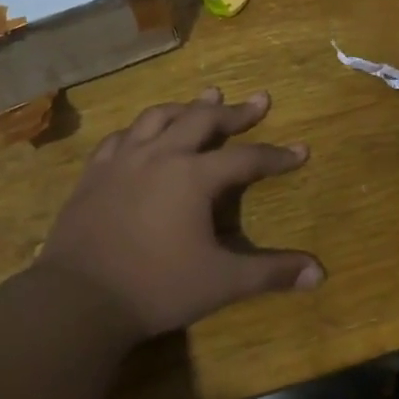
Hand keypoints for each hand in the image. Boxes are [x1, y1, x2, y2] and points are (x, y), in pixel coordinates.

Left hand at [35, 89, 322, 338]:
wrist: (79, 299)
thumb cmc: (156, 287)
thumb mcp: (222, 282)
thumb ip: (271, 273)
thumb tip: (320, 273)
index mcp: (194, 176)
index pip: (247, 158)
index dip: (277, 156)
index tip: (301, 151)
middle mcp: (160, 155)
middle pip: (203, 120)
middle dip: (235, 112)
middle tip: (258, 101)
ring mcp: (122, 160)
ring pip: (159, 117)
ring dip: (187, 107)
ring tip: (204, 99)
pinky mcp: (94, 173)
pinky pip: (121, 137)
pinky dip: (141, 129)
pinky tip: (143, 133)